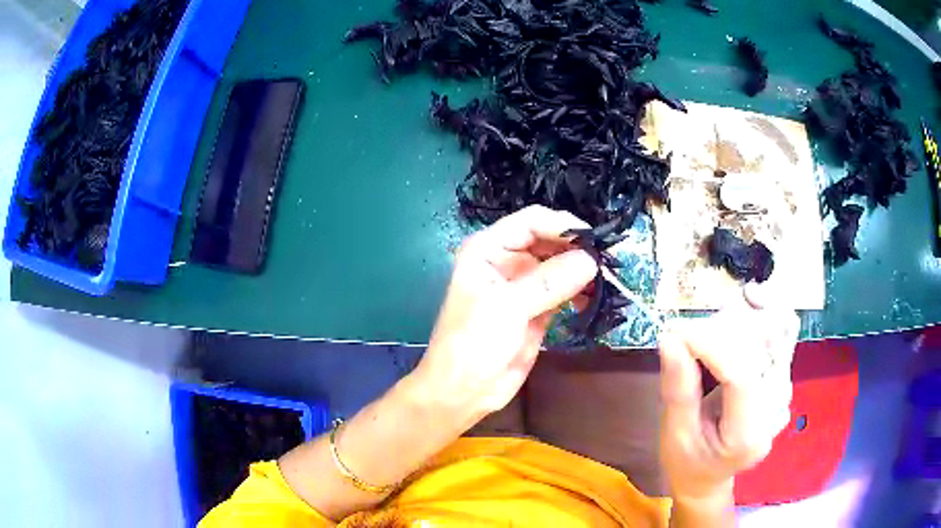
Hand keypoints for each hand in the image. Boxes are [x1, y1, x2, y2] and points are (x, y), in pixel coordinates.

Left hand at [411, 205, 597, 427]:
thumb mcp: (507, 308)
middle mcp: (507, 260)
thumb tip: (591, 259)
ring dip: (583, 270)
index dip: (562, 225)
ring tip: (606, 279)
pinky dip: (582, 292)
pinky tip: (595, 299)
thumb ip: (549, 282)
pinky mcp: (539, 307)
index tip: (594, 240)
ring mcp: (524, 285)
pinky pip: (566, 290)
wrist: (465, 392)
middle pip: (550, 240)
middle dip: (577, 248)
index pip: (531, 222)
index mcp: (489, 249)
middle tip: (608, 261)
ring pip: (561, 265)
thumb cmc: (472, 344)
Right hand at [658, 287, 798, 501]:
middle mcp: (776, 408)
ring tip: (709, 329)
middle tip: (685, 337)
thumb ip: (678, 389)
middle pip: (760, 344)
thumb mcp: (674, 435)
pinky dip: (766, 310)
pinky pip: (784, 329)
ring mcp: (785, 390)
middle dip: (719, 329)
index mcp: (748, 435)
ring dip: (740, 317)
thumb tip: (670, 337)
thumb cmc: (688, 463)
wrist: (710, 477)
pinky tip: (748, 302)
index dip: (708, 342)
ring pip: (775, 327)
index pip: (740, 373)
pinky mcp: (784, 375)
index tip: (674, 331)